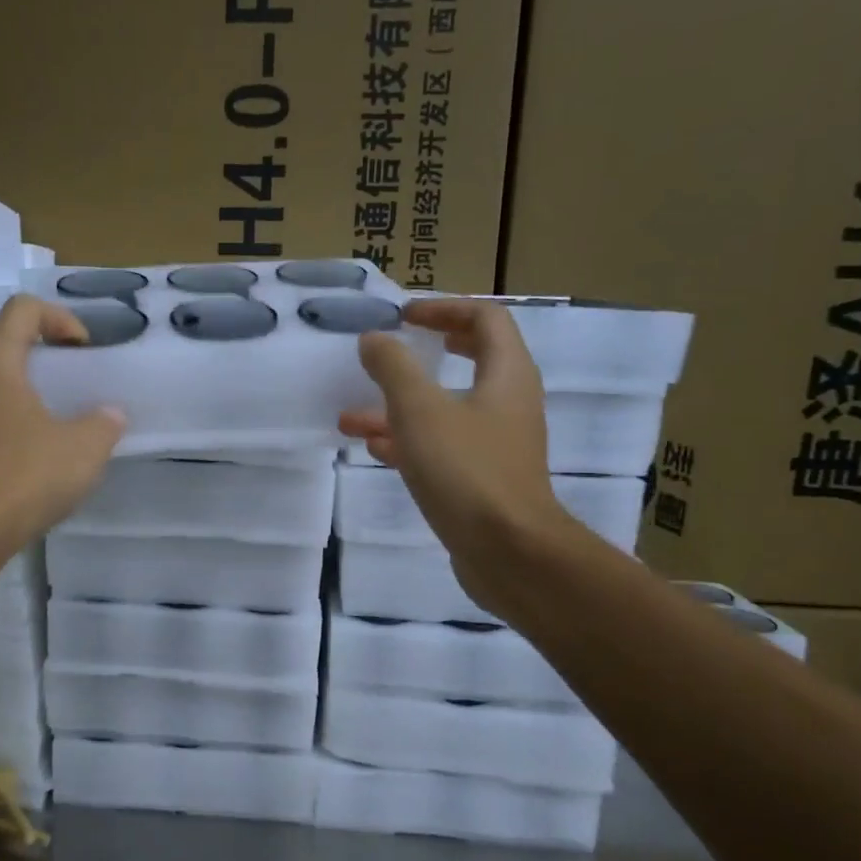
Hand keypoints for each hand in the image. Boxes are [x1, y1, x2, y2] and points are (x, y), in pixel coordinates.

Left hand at [0, 294, 125, 543]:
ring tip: (45, 425)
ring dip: (14, 394)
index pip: (22, 310)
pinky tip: (20, 461)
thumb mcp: (84, 448)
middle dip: (34, 358)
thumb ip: (103, 424)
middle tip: (62, 386)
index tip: (82, 351)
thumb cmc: (26, 475)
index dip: (58, 319)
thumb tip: (109, 416)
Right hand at [338, 298, 576, 615]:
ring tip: (352, 414)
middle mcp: (507, 403)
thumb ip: (394, 368)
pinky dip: (408, 439)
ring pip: (447, 408)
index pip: (485, 319)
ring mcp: (496, 443)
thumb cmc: (467, 470)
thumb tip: (375, 339)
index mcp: (506, 375)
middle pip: (472, 359)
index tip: (404, 317)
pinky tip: (373, 447)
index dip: (444, 309)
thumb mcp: (420, 410)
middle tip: (396, 347)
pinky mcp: (481, 478)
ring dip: (401, 405)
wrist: (509, 552)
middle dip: (428, 351)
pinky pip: (442, 445)